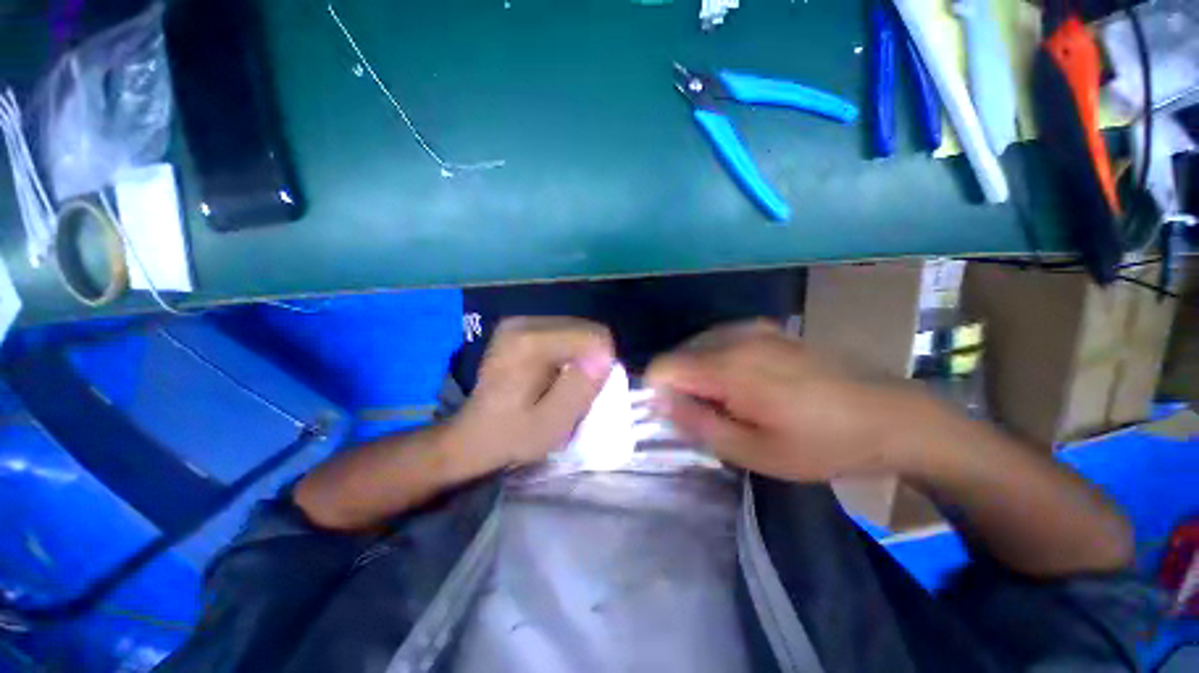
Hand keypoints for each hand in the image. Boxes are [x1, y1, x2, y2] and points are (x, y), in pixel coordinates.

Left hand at [447, 317, 613, 475]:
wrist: (473, 435)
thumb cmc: (512, 435)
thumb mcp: (551, 424)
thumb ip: (580, 389)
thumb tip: (605, 357)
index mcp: (531, 344)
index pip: (593, 336)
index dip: (602, 364)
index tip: (589, 391)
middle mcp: (525, 323)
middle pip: (586, 329)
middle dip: (592, 359)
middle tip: (576, 390)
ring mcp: (520, 321)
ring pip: (578, 329)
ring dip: (582, 356)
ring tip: (564, 383)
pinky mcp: (520, 326)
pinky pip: (564, 331)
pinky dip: (569, 352)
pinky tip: (554, 373)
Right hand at [646, 320, 933, 481]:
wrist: (889, 415)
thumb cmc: (821, 443)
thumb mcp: (753, 451)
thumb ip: (697, 423)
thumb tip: (658, 401)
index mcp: (728, 367)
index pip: (661, 366)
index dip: (658, 393)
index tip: (678, 416)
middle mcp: (734, 337)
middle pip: (678, 355)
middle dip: (680, 385)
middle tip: (711, 415)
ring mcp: (752, 328)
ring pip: (697, 347)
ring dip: (699, 374)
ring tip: (731, 402)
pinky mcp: (766, 328)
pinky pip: (720, 341)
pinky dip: (717, 362)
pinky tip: (747, 383)